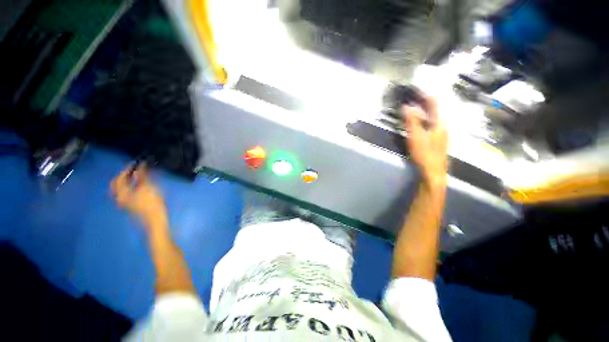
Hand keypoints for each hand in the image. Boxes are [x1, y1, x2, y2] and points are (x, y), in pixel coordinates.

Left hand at [111, 165, 167, 229]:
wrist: (155, 219)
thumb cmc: (151, 203)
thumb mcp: (147, 188)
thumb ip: (142, 176)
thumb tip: (139, 167)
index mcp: (121, 192)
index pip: (120, 177)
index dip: (127, 169)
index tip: (135, 163)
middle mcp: (120, 197)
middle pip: (117, 184)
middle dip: (124, 176)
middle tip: (133, 169)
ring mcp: (125, 202)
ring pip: (122, 189)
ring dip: (128, 181)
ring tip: (137, 176)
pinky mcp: (131, 205)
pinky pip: (128, 193)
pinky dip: (132, 186)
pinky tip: (140, 185)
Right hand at [403, 94, 447, 186]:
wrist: (432, 172)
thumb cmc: (425, 153)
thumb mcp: (416, 136)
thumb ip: (412, 121)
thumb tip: (407, 106)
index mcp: (439, 123)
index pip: (433, 104)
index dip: (425, 95)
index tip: (415, 90)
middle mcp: (441, 127)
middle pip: (433, 111)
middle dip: (422, 103)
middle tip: (411, 99)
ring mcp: (439, 135)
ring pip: (431, 119)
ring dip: (422, 112)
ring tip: (412, 109)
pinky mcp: (435, 142)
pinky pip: (428, 126)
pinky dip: (422, 121)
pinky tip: (416, 125)